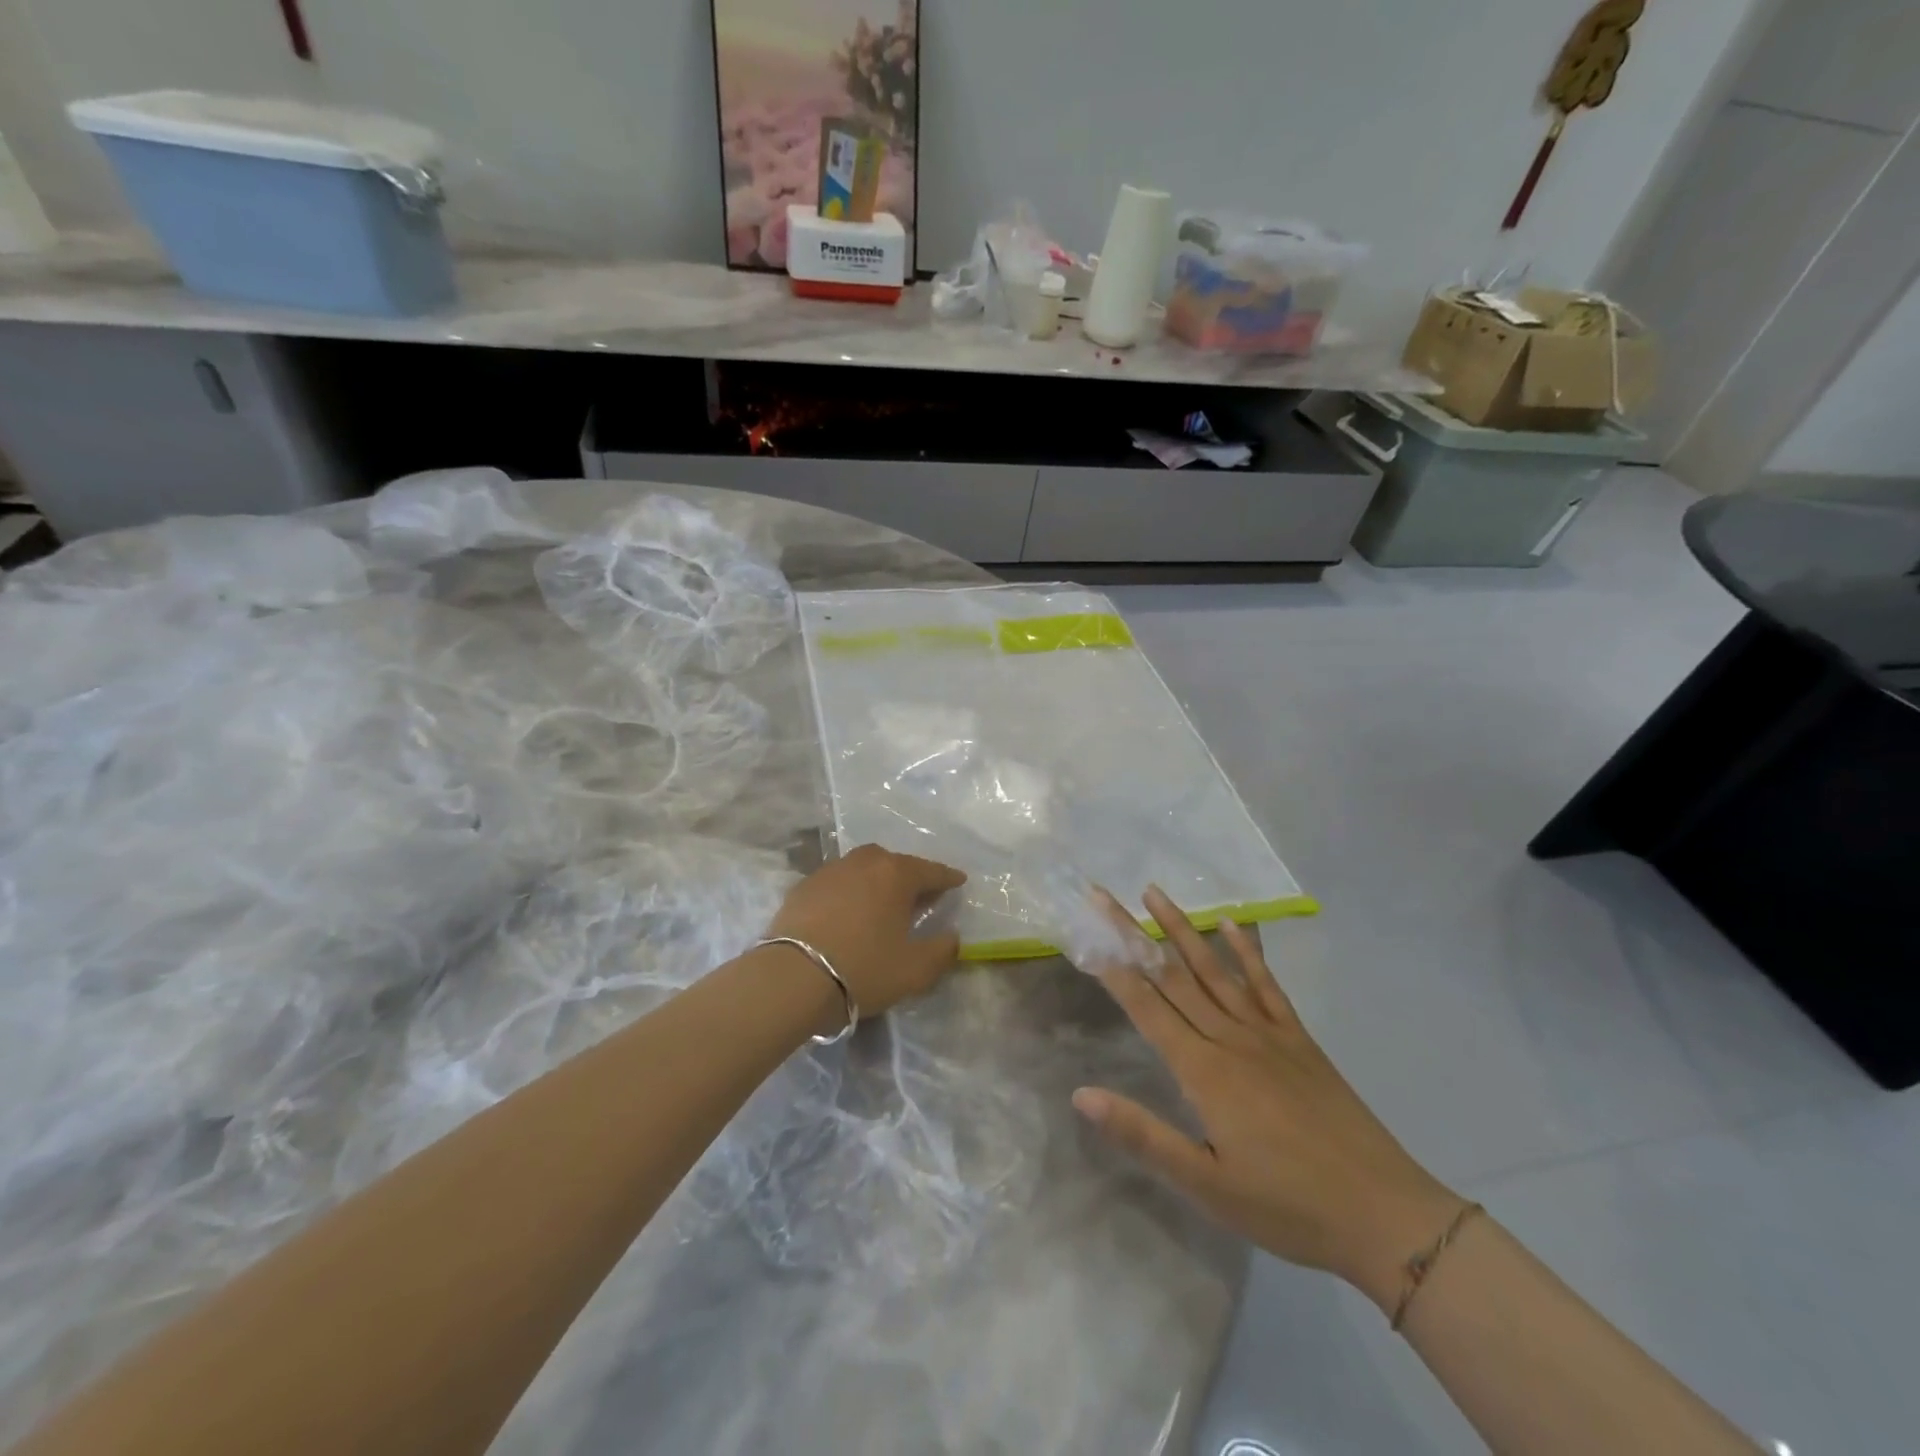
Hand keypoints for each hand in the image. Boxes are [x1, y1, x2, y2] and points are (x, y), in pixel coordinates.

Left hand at [765, 844, 965, 1017]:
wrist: (792, 977)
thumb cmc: (863, 969)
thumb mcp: (915, 970)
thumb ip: (942, 951)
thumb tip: (952, 936)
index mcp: (896, 874)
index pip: (931, 870)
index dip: (948, 878)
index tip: (959, 881)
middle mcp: (864, 862)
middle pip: (894, 863)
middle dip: (909, 876)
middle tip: (918, 895)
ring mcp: (829, 871)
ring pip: (862, 868)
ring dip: (876, 881)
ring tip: (881, 903)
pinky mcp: (802, 887)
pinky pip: (836, 883)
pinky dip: (849, 892)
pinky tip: (847, 912)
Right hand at [1072, 887, 1464, 1311]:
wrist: (1385, 1215)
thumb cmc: (1287, 1206)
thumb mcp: (1206, 1185)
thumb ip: (1143, 1135)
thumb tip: (1082, 1093)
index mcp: (1204, 1071)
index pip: (1147, 1007)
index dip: (1114, 969)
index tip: (1088, 933)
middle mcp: (1230, 1038)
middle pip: (1173, 976)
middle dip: (1134, 934)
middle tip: (1105, 896)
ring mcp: (1268, 1034)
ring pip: (1215, 970)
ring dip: (1183, 929)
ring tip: (1155, 893)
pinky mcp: (1299, 1040)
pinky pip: (1268, 985)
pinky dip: (1248, 951)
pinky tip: (1232, 924)